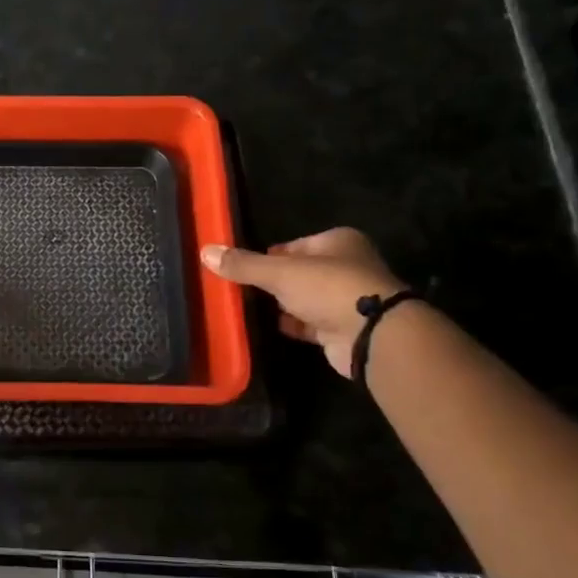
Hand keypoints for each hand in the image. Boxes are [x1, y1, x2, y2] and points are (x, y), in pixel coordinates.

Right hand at [202, 228, 407, 377]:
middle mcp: (346, 267)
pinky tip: (268, 327)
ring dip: (283, 305)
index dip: (268, 255)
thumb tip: (205, 251)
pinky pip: (310, 323)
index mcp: (338, 242)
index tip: (242, 267)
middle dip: (274, 282)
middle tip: (241, 289)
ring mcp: (347, 300)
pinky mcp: (343, 329)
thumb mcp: (280, 271)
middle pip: (300, 272)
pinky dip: (292, 325)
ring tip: (247, 308)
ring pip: (305, 299)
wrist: (372, 335)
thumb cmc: (329, 288)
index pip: (294, 245)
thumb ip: (244, 264)